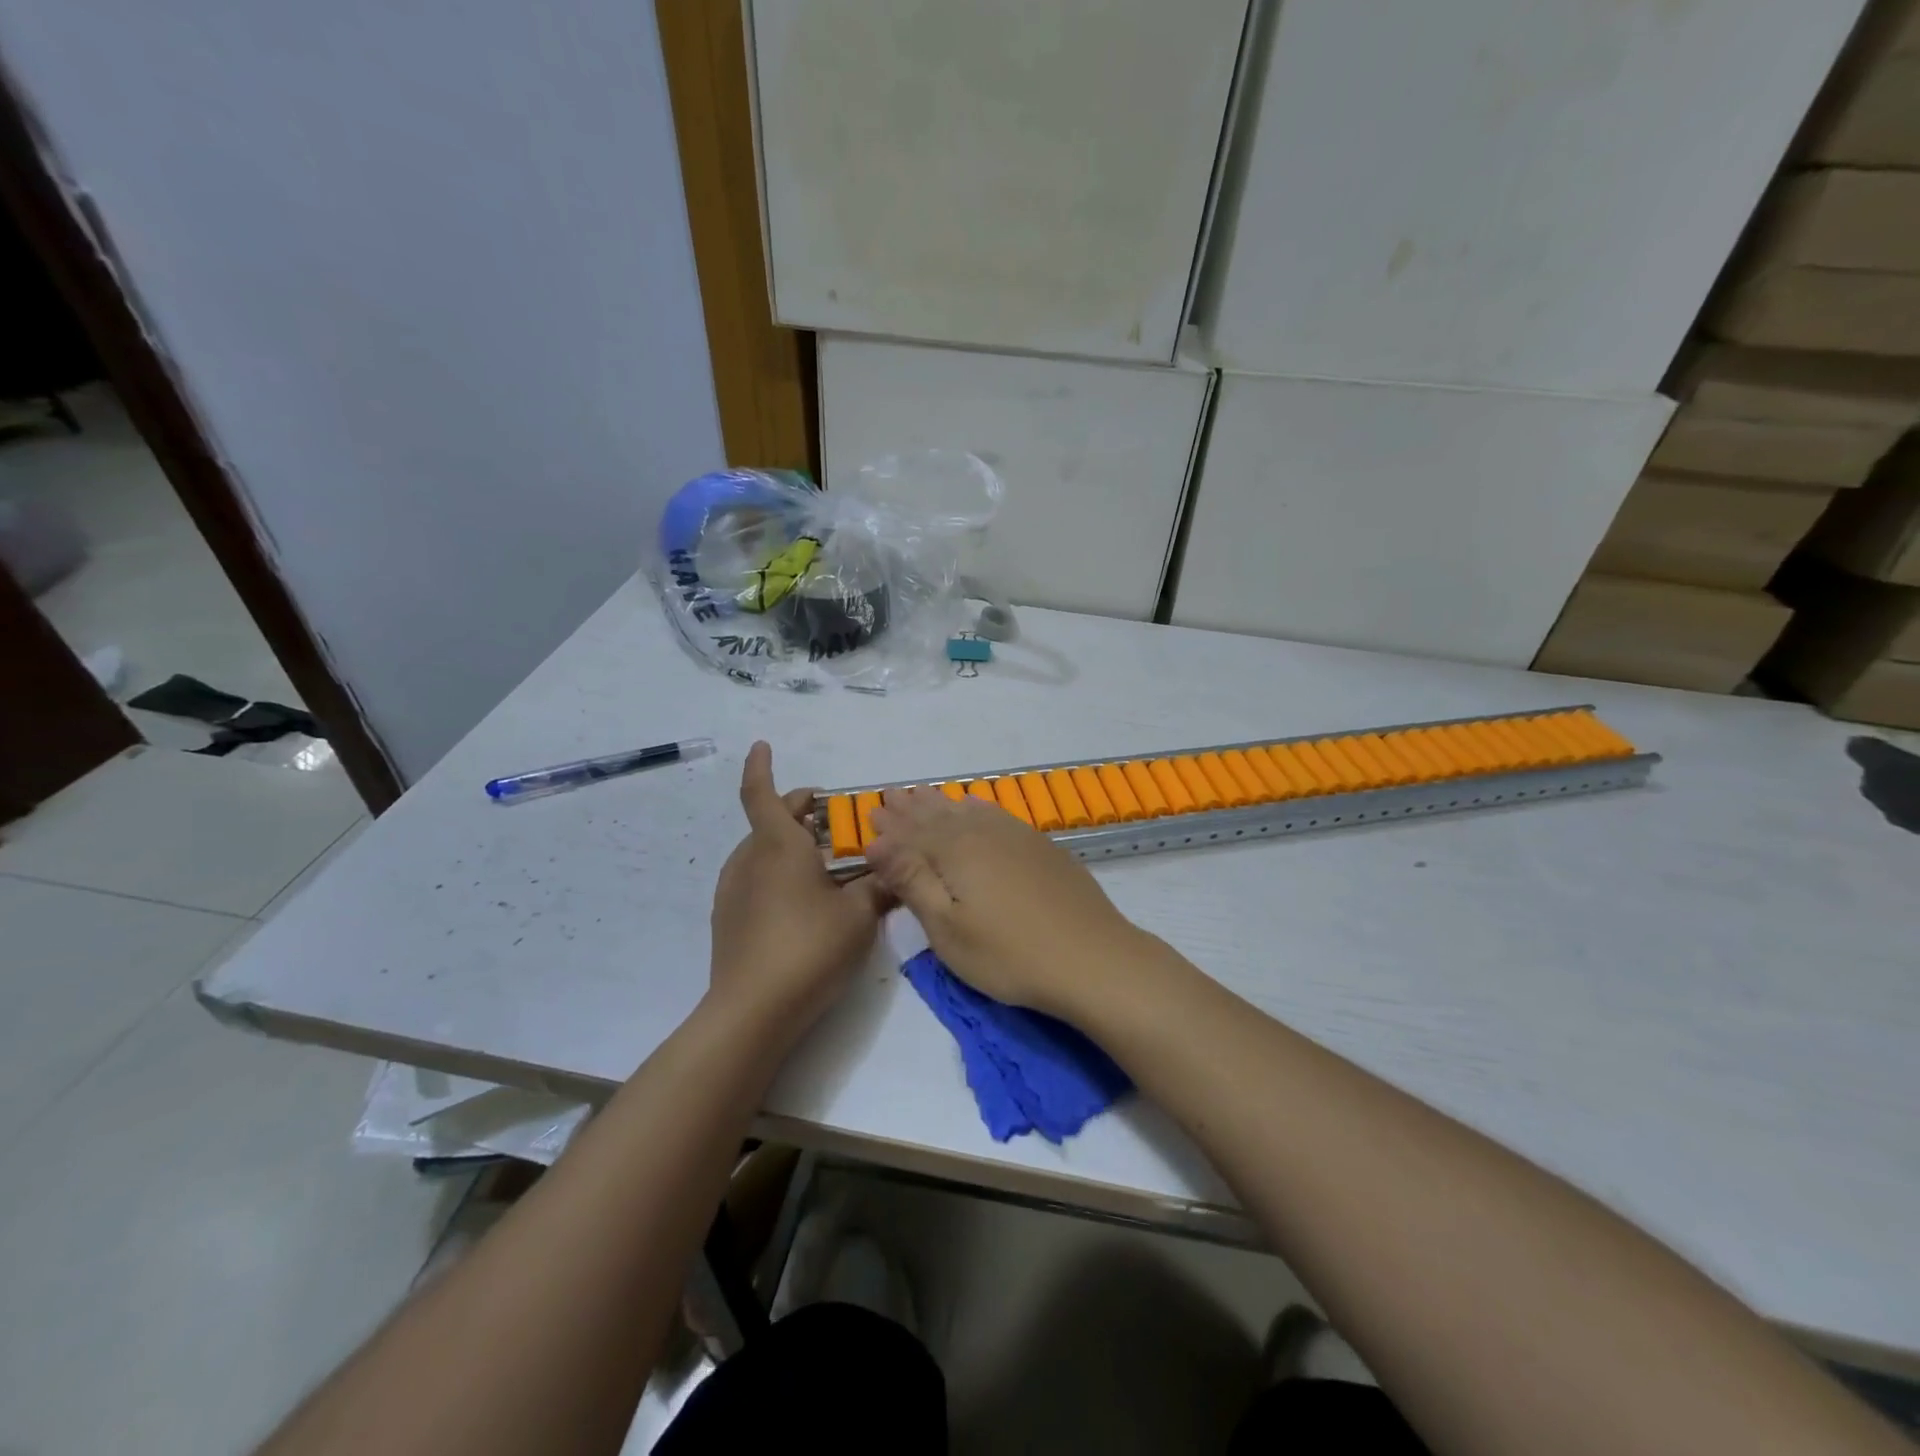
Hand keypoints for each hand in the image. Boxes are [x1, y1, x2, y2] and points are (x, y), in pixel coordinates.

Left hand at [708, 743, 887, 1036]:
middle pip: (769, 820)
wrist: (752, 1012)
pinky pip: (756, 878)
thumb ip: (880, 886)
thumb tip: (898, 870)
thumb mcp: (859, 915)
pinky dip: (779, 871)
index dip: (761, 765)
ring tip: (826, 862)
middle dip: (799, 811)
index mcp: (778, 846)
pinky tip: (805, 900)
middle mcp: (749, 859)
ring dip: (791, 843)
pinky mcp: (729, 918)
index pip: (761, 792)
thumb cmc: (809, 948)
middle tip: (833, 818)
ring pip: (762, 850)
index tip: (762, 744)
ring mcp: (733, 890)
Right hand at [865, 787, 1147, 1020]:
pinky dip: (979, 808)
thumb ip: (912, 880)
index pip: (912, 833)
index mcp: (955, 852)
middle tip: (891, 795)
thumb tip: (876, 842)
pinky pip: (997, 815)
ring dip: (942, 804)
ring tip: (924, 794)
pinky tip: (976, 806)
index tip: (870, 813)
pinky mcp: (1041, 847)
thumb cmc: (1009, 954)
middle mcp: (983, 833)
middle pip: (938, 817)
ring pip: (968, 812)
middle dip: (912, 808)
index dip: (890, 826)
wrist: (1092, 958)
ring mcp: (1016, 837)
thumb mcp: (948, 928)